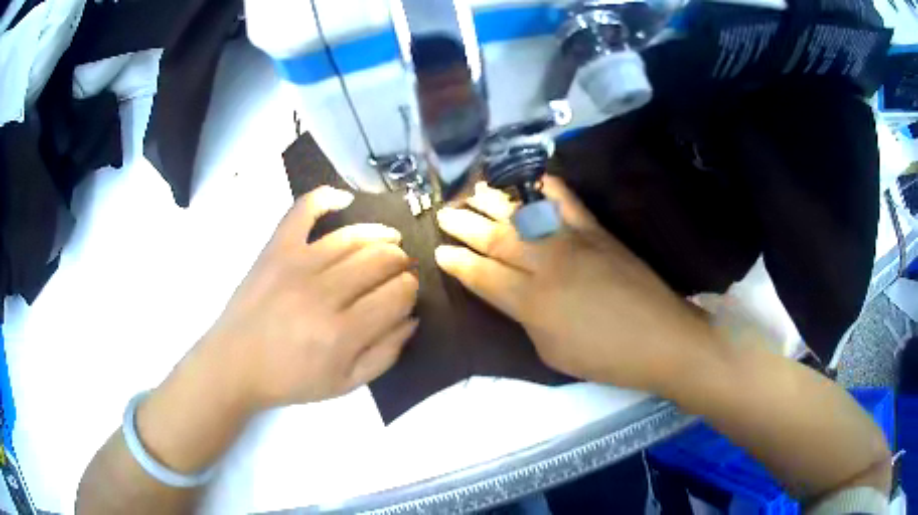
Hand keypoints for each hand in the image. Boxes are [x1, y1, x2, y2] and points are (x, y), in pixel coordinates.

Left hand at [202, 186, 418, 409]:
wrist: (235, 364)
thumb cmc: (290, 380)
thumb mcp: (346, 384)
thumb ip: (385, 354)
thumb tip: (411, 318)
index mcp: (342, 333)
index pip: (396, 294)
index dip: (410, 288)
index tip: (409, 290)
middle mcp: (323, 293)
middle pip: (379, 261)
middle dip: (400, 261)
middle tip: (401, 267)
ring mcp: (296, 264)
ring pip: (352, 237)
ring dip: (380, 234)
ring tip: (390, 240)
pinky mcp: (275, 249)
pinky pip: (302, 211)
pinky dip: (324, 197)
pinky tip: (344, 199)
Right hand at [434, 178, 714, 392]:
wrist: (660, 338)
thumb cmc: (604, 357)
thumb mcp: (551, 352)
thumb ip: (526, 319)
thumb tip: (513, 296)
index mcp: (530, 302)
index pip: (481, 275)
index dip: (457, 263)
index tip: (439, 251)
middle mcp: (545, 264)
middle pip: (495, 239)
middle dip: (464, 225)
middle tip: (444, 213)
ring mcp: (572, 242)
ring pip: (522, 215)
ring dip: (493, 202)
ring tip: (472, 191)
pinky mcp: (596, 231)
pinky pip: (566, 201)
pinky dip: (545, 186)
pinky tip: (529, 178)